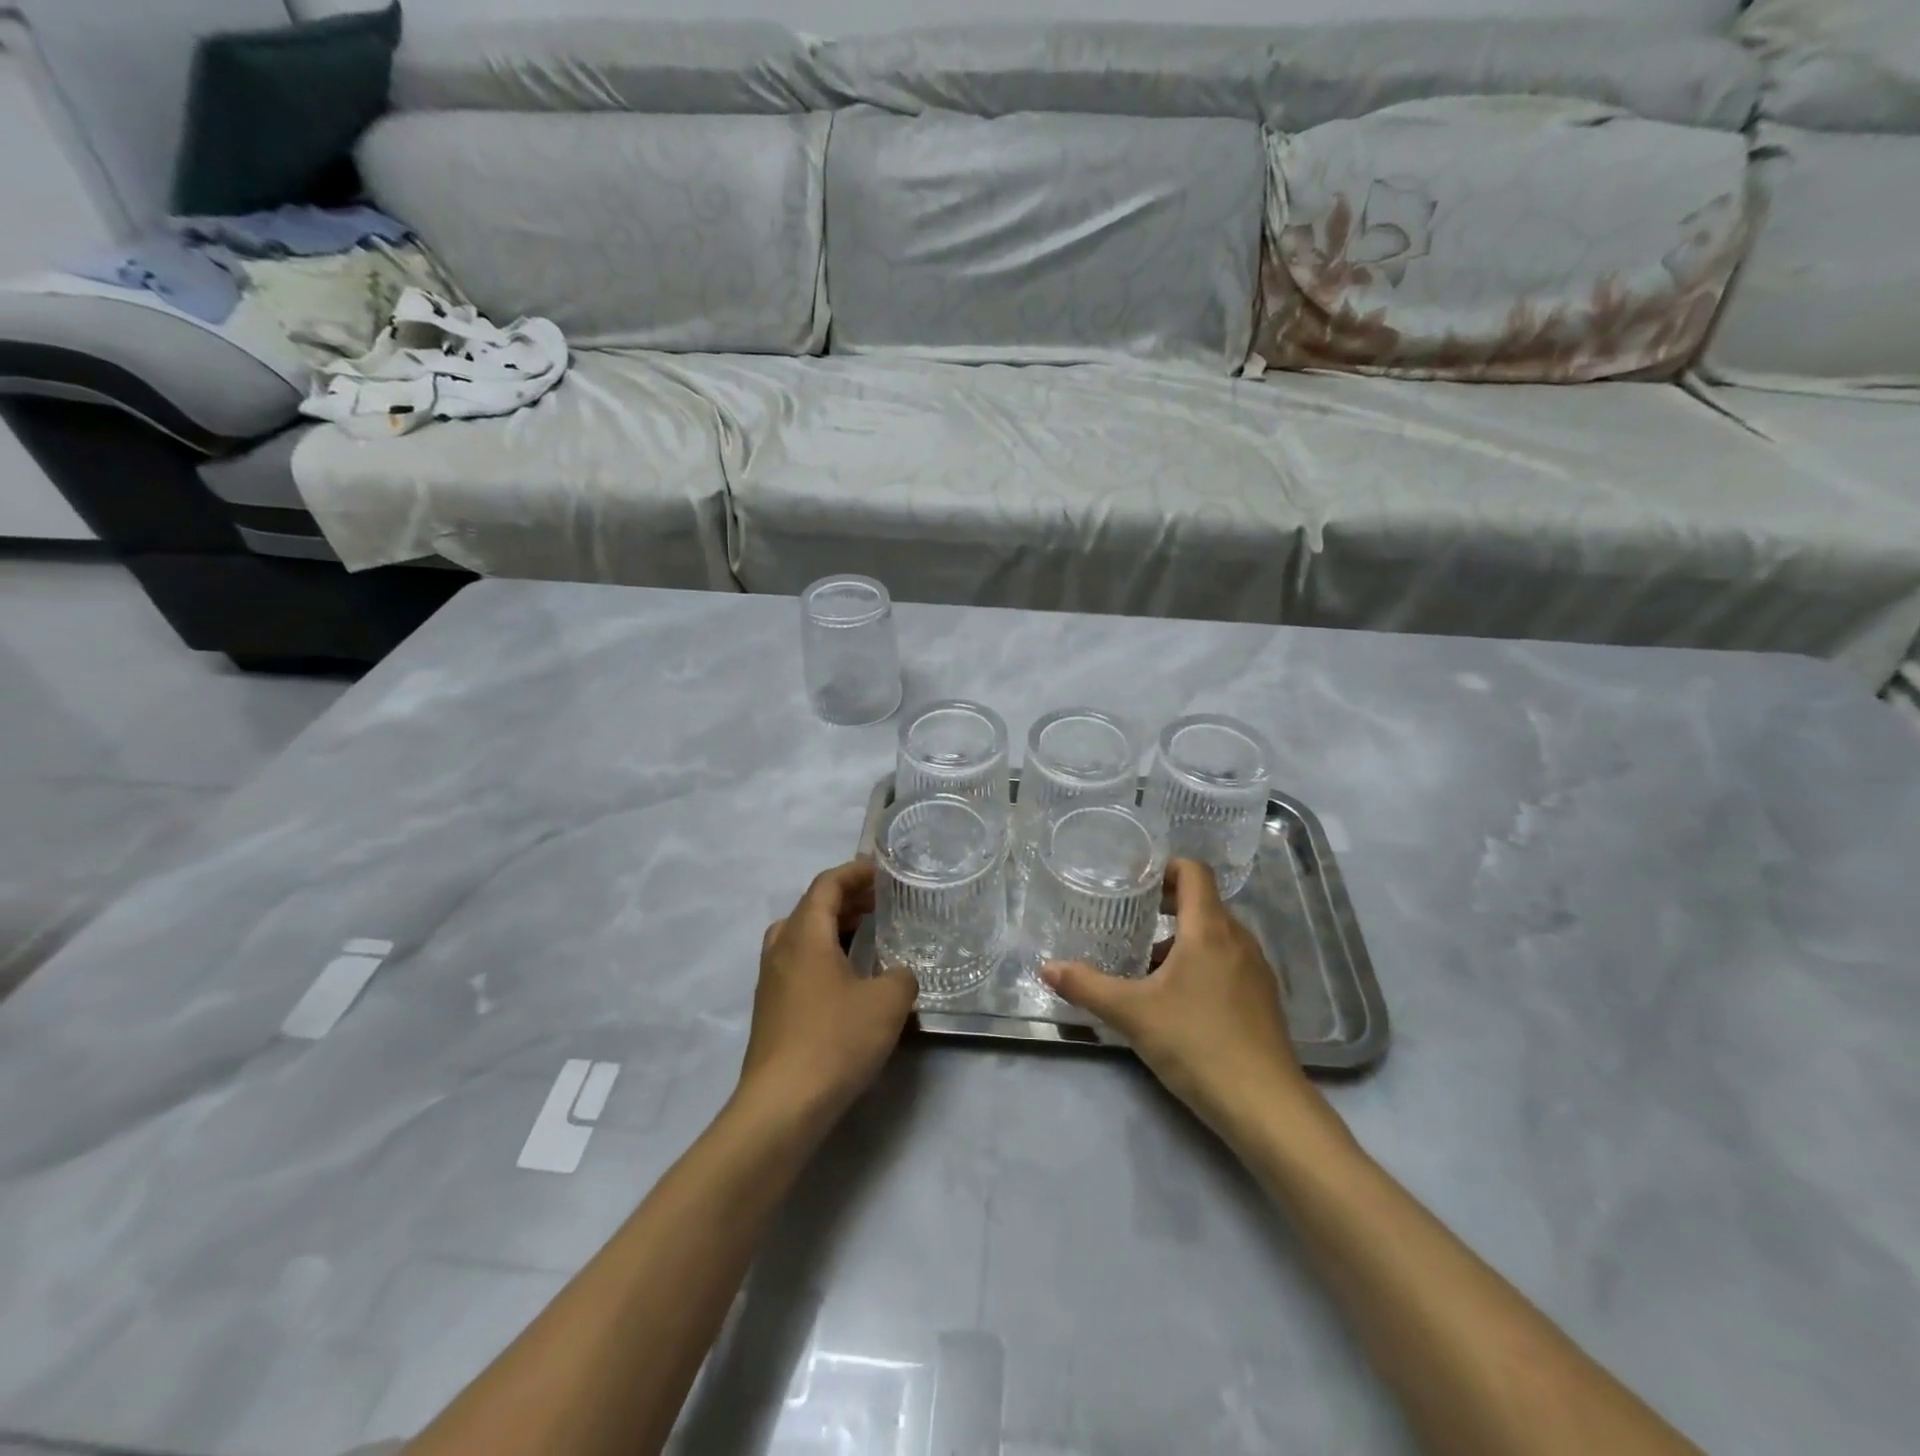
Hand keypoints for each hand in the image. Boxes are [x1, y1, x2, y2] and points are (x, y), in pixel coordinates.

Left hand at [738, 861, 918, 1127]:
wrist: (782, 1106)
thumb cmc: (835, 1040)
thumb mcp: (887, 1002)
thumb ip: (901, 977)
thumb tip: (899, 974)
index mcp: (805, 934)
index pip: (827, 884)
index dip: (855, 872)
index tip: (883, 872)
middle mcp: (781, 949)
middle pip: (811, 907)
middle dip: (846, 900)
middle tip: (880, 903)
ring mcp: (771, 981)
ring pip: (801, 937)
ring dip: (833, 929)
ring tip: (867, 936)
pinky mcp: (771, 1011)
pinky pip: (798, 965)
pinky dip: (824, 956)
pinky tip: (849, 980)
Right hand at [1042, 859, 1314, 1140]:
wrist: (1265, 1107)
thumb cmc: (1196, 1044)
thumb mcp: (1132, 1014)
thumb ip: (1087, 986)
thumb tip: (1047, 968)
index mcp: (1209, 929)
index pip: (1194, 872)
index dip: (1164, 867)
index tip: (1134, 881)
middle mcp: (1238, 939)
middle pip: (1203, 903)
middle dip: (1166, 906)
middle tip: (1128, 919)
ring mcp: (1256, 970)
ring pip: (1215, 935)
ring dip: (1182, 939)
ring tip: (1145, 964)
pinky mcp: (1263, 999)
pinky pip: (1228, 962)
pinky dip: (1201, 964)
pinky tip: (1177, 999)